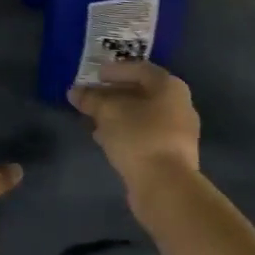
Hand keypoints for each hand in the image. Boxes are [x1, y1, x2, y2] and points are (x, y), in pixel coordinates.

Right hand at [68, 61, 200, 188]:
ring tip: (93, 118)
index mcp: (169, 87)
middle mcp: (179, 105)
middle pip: (142, 93)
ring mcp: (178, 131)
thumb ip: (91, 99)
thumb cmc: (138, 136)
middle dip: (113, 94)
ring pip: (142, 115)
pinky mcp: (172, 154)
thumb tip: (75, 92)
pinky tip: (105, 138)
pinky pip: (145, 134)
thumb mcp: (108, 112)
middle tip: (91, 97)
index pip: (139, 69)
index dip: (115, 70)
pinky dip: (126, 132)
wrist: (165, 185)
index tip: (94, 75)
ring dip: (117, 115)